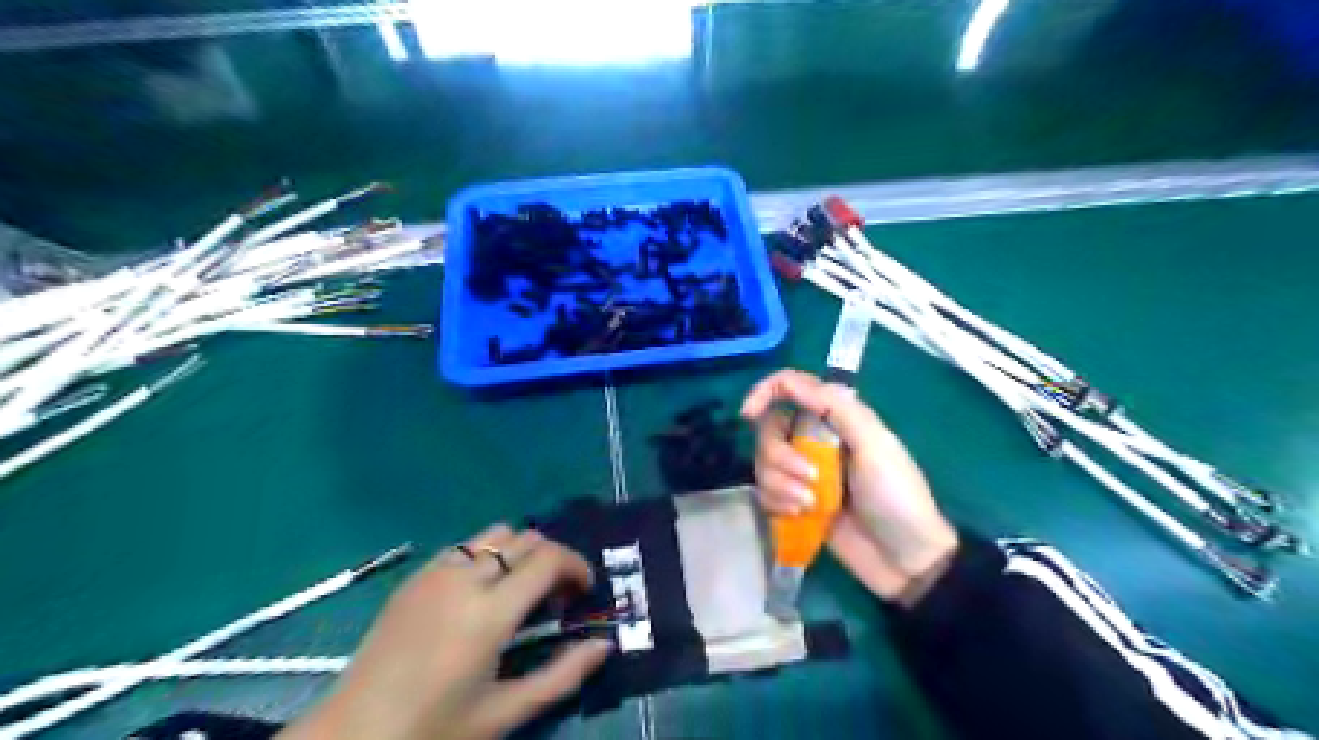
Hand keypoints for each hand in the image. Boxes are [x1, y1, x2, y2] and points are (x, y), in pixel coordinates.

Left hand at [284, 523, 611, 738]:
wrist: (348, 739)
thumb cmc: (433, 732)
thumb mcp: (504, 713)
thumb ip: (562, 675)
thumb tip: (604, 645)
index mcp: (489, 612)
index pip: (549, 558)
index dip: (576, 566)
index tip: (584, 591)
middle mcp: (464, 578)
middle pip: (526, 538)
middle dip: (552, 557)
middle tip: (556, 595)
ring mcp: (434, 572)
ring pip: (494, 534)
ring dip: (519, 552)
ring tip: (519, 591)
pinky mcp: (413, 577)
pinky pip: (463, 547)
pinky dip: (487, 557)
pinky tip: (479, 595)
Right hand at [741, 371, 961, 607]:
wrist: (905, 560)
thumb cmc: (896, 497)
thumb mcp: (875, 445)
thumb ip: (837, 408)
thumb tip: (792, 382)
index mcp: (836, 418)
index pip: (791, 387)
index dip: (765, 392)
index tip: (749, 414)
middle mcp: (815, 439)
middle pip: (770, 429)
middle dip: (780, 455)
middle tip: (809, 477)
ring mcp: (803, 473)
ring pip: (764, 463)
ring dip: (781, 484)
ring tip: (809, 505)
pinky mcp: (795, 502)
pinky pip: (766, 492)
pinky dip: (778, 502)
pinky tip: (800, 515)